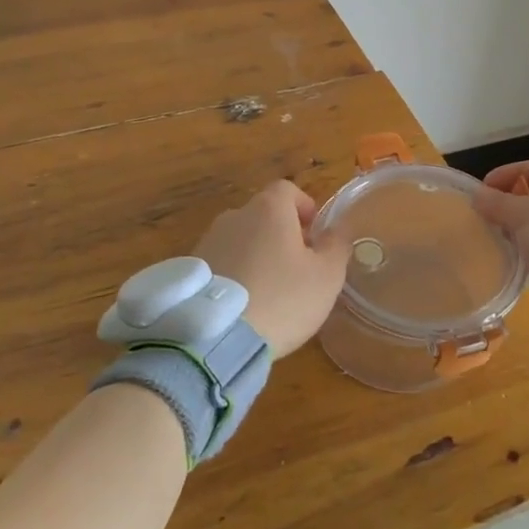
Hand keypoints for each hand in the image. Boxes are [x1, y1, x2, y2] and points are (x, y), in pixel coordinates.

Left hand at [195, 181, 350, 358]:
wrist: (216, 337)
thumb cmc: (282, 299)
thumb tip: (336, 231)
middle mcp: (234, 216)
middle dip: (281, 235)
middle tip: (297, 268)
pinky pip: (221, 263)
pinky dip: (234, 275)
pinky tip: (243, 306)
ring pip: (241, 240)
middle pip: (263, 215)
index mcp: (268, 209)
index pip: (288, 190)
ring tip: (268, 291)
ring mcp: (208, 241)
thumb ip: (336, 246)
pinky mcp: (191, 270)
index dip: (304, 208)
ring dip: (256, 255)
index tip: (314, 235)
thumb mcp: (326, 276)